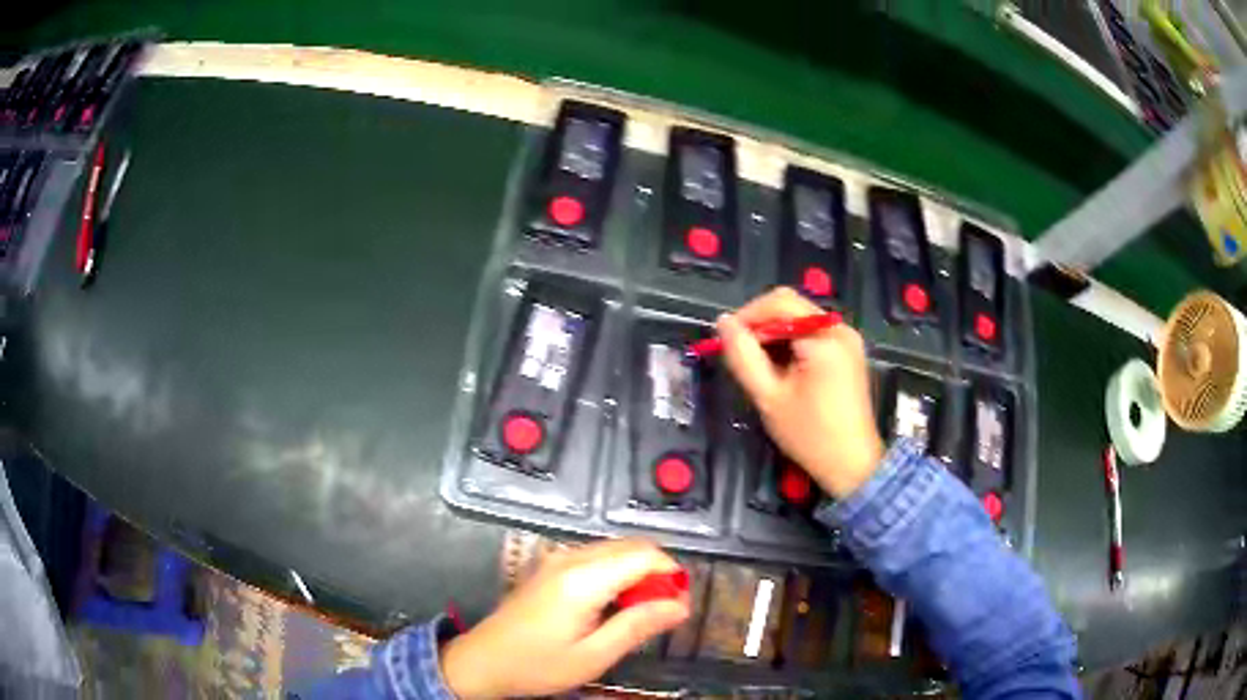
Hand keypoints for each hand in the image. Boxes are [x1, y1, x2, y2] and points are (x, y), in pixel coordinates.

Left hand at [440, 539, 689, 697]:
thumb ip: (638, 626)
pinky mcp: (552, 565)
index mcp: (582, 579)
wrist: (483, 661)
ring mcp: (558, 558)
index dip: (671, 575)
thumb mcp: (594, 656)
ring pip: (616, 550)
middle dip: (657, 574)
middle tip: (662, 614)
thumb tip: (681, 605)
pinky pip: (598, 558)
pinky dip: (617, 574)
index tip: (679, 607)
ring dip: (638, 574)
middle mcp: (571, 557)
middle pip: (633, 547)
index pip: (645, 554)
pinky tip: (612, 607)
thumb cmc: (538, 664)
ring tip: (637, 615)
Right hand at [717, 287, 884, 497]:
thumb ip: (743, 356)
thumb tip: (723, 323)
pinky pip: (813, 333)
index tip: (726, 341)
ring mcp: (847, 339)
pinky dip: (792, 343)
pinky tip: (781, 369)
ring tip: (758, 365)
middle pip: (791, 306)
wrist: (852, 465)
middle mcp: (840, 328)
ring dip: (775, 335)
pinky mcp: (848, 352)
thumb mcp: (769, 397)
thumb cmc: (810, 435)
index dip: (747, 316)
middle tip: (740, 354)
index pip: (778, 303)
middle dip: (760, 325)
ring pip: (800, 319)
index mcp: (824, 337)